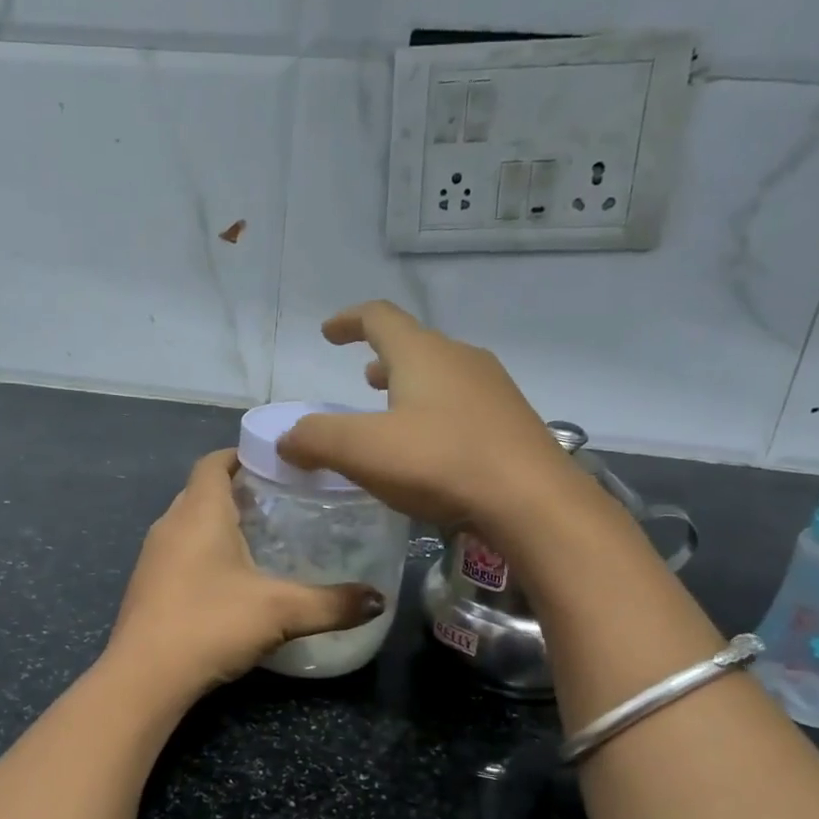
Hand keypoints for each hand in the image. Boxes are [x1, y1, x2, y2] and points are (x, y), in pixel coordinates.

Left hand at [107, 450, 384, 693]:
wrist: (144, 677)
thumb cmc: (210, 624)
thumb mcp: (281, 611)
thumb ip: (333, 603)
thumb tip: (380, 599)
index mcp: (199, 512)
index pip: (214, 462)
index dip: (242, 455)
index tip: (276, 463)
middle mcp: (170, 524)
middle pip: (202, 491)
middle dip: (237, 490)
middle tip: (281, 502)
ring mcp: (152, 556)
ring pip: (189, 523)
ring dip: (219, 524)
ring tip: (262, 539)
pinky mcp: (146, 586)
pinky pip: (179, 552)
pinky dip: (204, 553)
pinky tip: (230, 580)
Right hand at [277, 301, 582, 532]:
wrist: (532, 501)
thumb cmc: (440, 462)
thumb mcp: (362, 450)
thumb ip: (316, 439)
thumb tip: (286, 439)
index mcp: (422, 354)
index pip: (379, 317)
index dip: (349, 320)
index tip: (329, 333)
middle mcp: (460, 359)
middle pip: (414, 345)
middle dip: (382, 358)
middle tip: (362, 378)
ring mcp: (493, 389)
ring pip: (441, 375)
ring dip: (411, 385)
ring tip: (392, 409)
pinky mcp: (511, 422)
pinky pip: (462, 404)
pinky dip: (435, 412)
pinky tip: (432, 446)